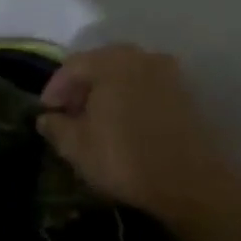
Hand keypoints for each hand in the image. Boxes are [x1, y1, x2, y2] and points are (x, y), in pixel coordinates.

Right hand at [37, 44, 240, 222]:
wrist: (193, 183)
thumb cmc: (125, 158)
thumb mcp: (76, 147)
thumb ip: (56, 127)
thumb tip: (47, 118)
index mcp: (111, 61)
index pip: (72, 66)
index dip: (54, 89)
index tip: (47, 112)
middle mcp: (141, 57)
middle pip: (101, 66)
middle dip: (82, 89)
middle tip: (70, 115)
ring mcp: (169, 74)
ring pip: (126, 76)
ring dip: (108, 94)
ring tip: (97, 122)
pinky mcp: (188, 95)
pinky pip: (148, 90)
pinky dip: (131, 101)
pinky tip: (125, 126)